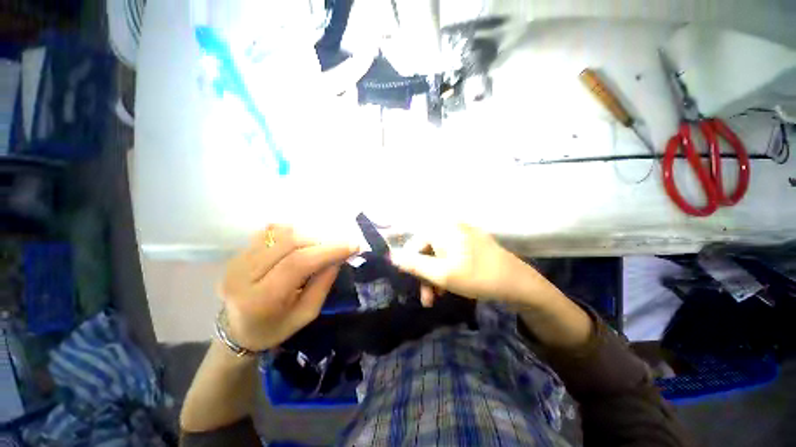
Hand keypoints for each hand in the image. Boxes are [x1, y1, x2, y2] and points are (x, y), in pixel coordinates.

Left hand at [219, 225, 356, 350]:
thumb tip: (338, 257)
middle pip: (290, 242)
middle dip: (321, 241)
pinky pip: (271, 231)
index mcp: (261, 299)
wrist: (236, 329)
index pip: (298, 263)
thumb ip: (323, 284)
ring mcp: (238, 260)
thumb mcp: (306, 314)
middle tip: (337, 248)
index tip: (353, 246)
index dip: (328, 251)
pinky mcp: (239, 252)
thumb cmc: (274, 328)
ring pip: (281, 232)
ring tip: (319, 248)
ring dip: (308, 236)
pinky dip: (292, 233)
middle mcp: (243, 275)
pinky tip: (300, 244)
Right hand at [390, 224, 535, 305]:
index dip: (412, 266)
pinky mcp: (470, 241)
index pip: (414, 245)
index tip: (415, 286)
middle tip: (429, 298)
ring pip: (438, 255)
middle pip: (427, 250)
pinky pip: (450, 254)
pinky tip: (450, 285)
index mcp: (441, 228)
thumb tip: (391, 256)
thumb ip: (414, 264)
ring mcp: (462, 233)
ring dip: (435, 275)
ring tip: (438, 296)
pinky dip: (447, 269)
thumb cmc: (477, 276)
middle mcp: (450, 226)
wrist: (518, 282)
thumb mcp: (441, 274)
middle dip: (425, 275)